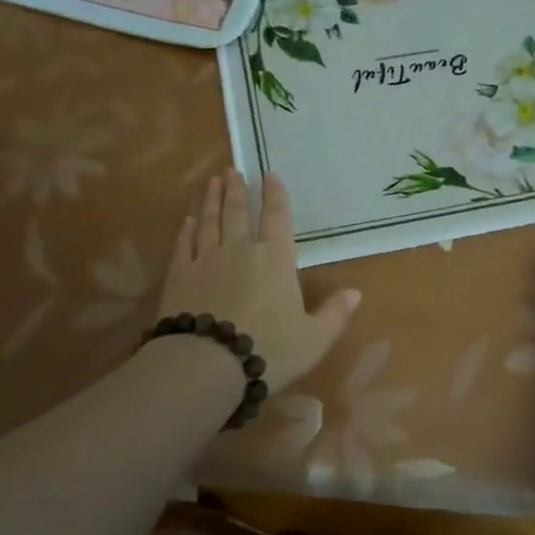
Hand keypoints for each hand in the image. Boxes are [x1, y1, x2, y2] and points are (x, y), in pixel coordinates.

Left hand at [154, 170, 360, 395]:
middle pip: (238, 212)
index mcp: (276, 260)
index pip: (278, 218)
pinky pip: (184, 245)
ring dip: (211, 200)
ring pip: (210, 221)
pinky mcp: (178, 276)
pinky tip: (188, 220)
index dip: (276, 195)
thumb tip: (356, 293)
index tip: (270, 174)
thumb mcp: (314, 338)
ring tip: (212, 182)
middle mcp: (240, 250)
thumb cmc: (268, 350)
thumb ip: (334, 313)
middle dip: (237, 189)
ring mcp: (206, 260)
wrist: (206, 365)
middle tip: (231, 170)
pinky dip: (187, 229)